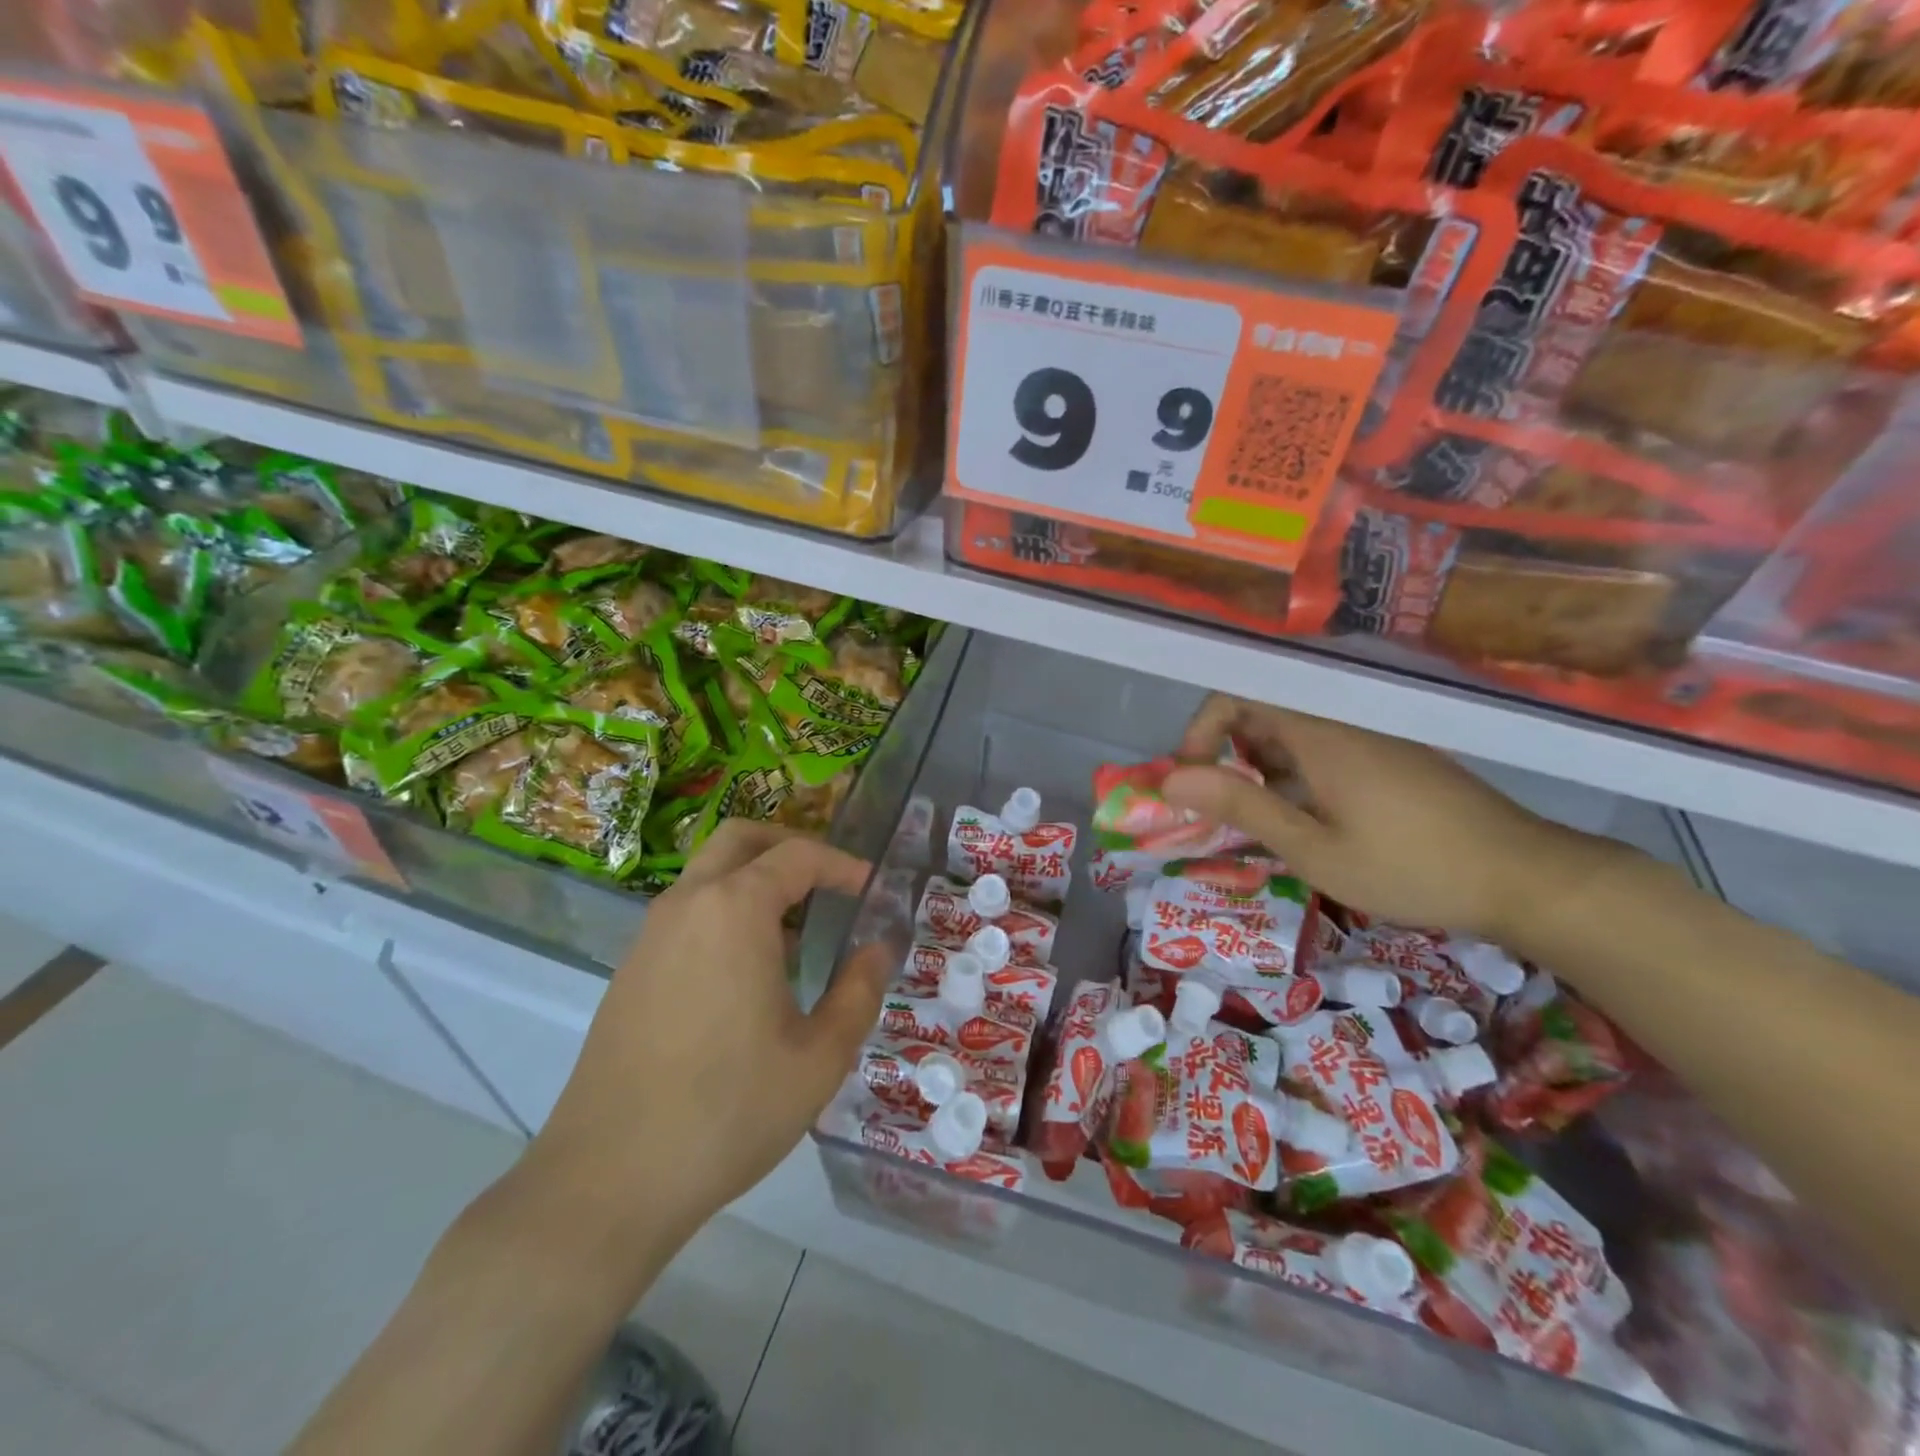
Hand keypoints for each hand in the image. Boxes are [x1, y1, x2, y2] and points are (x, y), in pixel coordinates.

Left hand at [520, 822, 890, 1263]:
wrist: (608, 1179)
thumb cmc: (728, 1111)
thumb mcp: (819, 1057)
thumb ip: (859, 991)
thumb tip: (879, 949)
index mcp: (734, 910)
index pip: (797, 855)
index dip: (842, 864)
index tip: (871, 887)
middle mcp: (687, 905)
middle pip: (740, 839)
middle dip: (789, 845)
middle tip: (828, 880)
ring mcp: (650, 936)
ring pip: (708, 874)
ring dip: (755, 880)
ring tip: (797, 931)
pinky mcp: (630, 971)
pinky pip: (687, 913)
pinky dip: (726, 911)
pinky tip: (749, 972)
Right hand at [1163, 695, 1613, 940]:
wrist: (1526, 878)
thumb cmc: (1408, 867)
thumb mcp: (1312, 848)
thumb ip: (1241, 806)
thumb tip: (1172, 779)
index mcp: (1320, 731)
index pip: (1237, 693)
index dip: (1201, 730)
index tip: (1193, 780)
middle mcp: (1343, 718)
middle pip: (1262, 707)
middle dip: (1226, 751)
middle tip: (1223, 807)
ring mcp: (1373, 734)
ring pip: (1293, 728)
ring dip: (1261, 764)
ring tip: (1265, 820)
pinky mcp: (1392, 753)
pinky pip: (1325, 744)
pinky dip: (1297, 771)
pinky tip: (1311, 818)